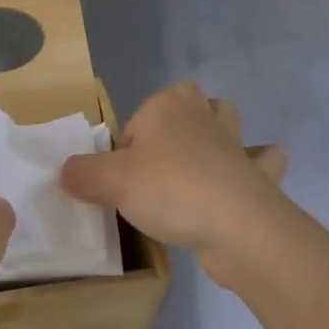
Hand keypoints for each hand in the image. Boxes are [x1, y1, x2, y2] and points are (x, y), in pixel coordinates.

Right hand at [61, 82, 288, 286]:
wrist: (239, 228)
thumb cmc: (170, 191)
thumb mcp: (110, 182)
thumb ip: (82, 174)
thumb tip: (66, 173)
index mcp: (166, 108)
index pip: (137, 117)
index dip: (126, 145)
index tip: (121, 178)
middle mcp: (202, 117)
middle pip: (189, 100)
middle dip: (179, 117)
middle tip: (160, 160)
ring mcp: (235, 145)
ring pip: (229, 121)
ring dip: (220, 132)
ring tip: (202, 159)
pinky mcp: (257, 178)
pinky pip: (262, 164)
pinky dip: (257, 168)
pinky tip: (245, 183)